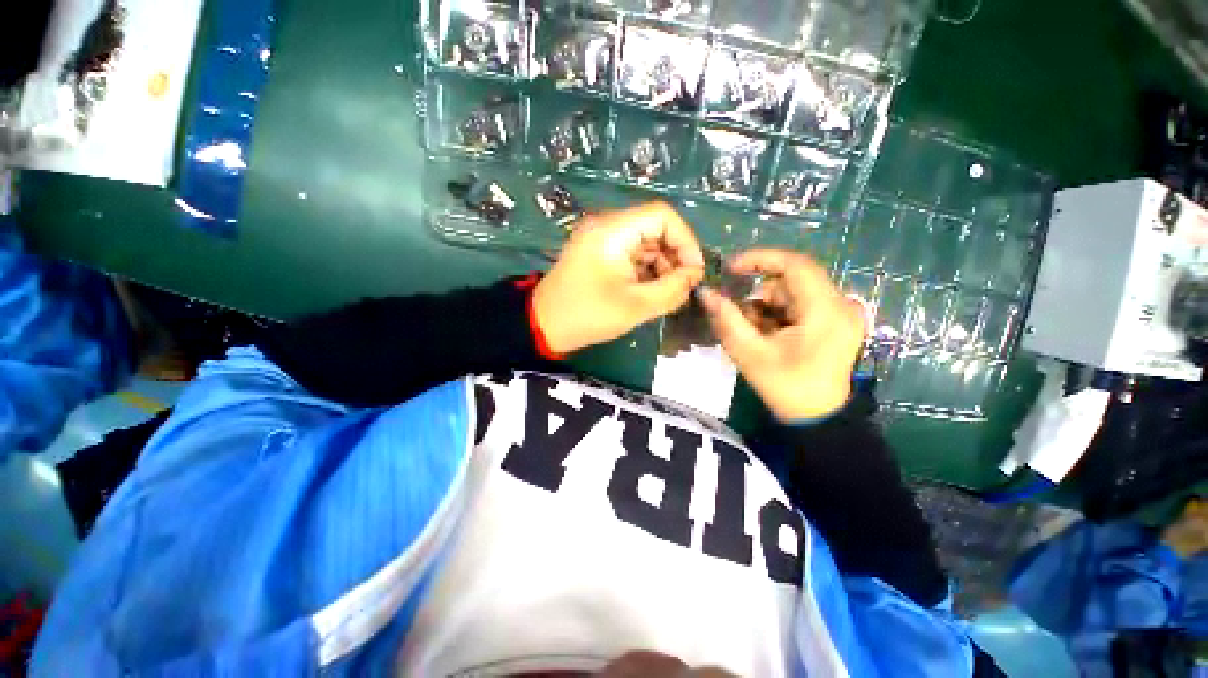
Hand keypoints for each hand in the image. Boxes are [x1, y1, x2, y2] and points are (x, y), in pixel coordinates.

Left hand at [533, 201, 704, 353]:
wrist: (543, 325)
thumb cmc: (588, 315)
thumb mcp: (636, 306)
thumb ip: (672, 289)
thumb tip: (693, 277)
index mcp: (613, 231)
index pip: (662, 216)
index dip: (685, 241)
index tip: (693, 272)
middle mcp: (607, 226)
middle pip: (655, 229)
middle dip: (674, 257)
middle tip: (682, 288)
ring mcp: (601, 240)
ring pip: (645, 244)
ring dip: (662, 267)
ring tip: (667, 294)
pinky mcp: (599, 254)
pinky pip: (632, 255)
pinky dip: (646, 271)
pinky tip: (651, 292)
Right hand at [698, 249, 864, 421]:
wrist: (819, 419)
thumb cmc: (786, 388)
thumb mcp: (750, 353)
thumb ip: (726, 319)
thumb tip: (705, 293)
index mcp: (825, 311)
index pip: (795, 264)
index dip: (759, 259)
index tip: (730, 268)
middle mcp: (841, 304)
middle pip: (791, 280)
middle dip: (759, 296)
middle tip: (740, 319)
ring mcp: (841, 312)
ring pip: (794, 292)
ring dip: (767, 307)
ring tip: (755, 335)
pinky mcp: (836, 320)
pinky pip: (801, 304)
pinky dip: (778, 314)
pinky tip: (769, 336)